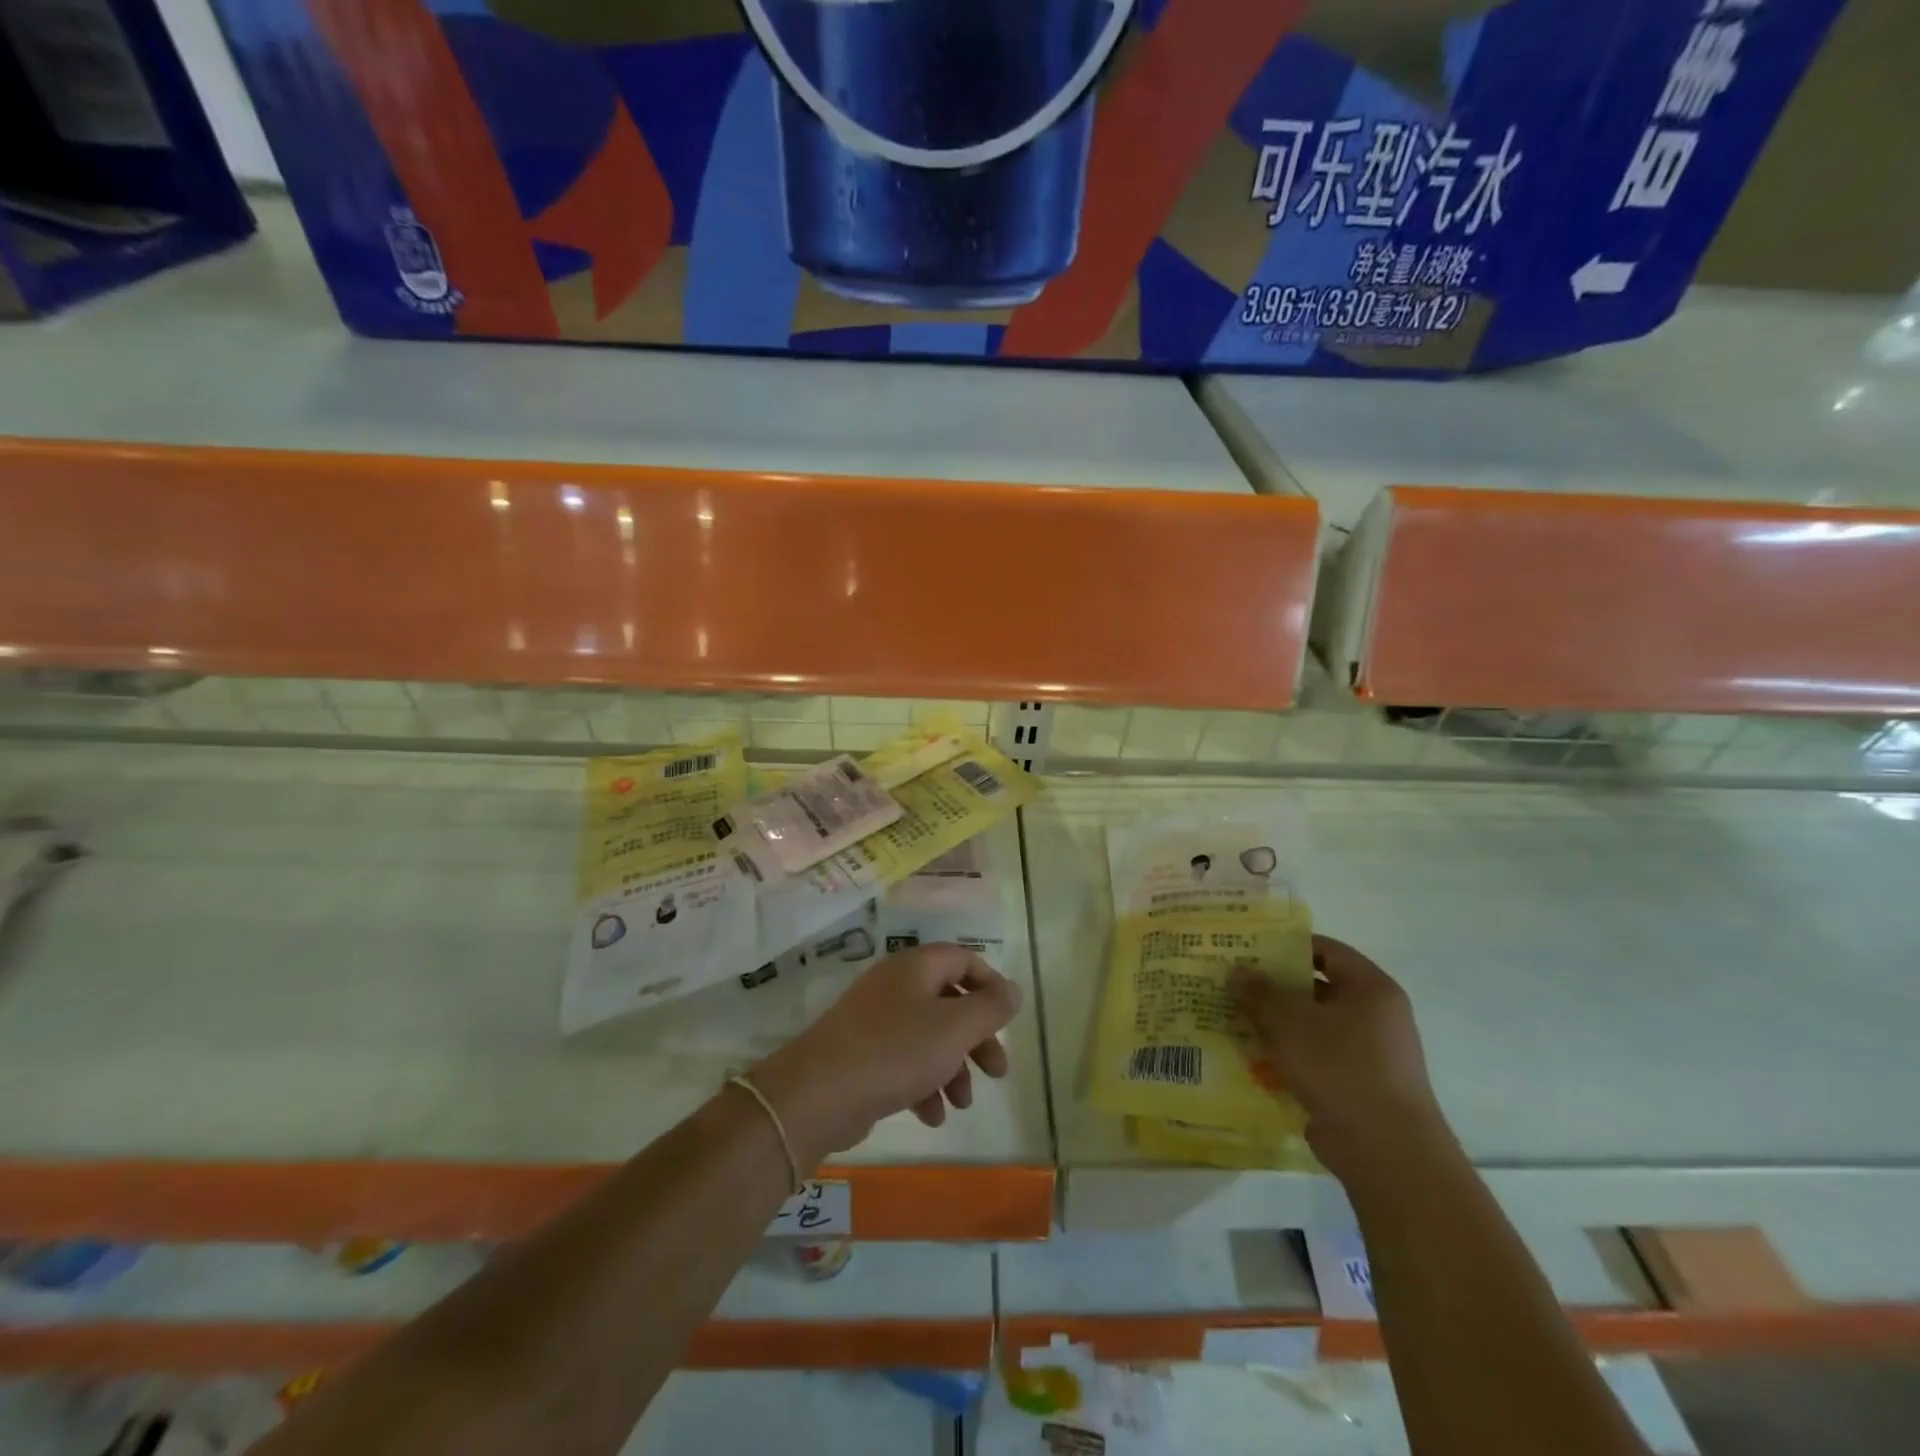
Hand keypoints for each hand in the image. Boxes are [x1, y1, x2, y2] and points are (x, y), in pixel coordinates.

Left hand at [751, 943, 1022, 1166]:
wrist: (818, 1094)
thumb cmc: (895, 1051)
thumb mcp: (954, 1029)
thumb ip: (989, 1008)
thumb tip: (1012, 990)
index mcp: (916, 967)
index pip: (963, 959)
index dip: (990, 985)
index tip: (1007, 1018)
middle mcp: (895, 986)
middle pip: (949, 1002)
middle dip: (977, 1038)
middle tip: (997, 1071)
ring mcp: (875, 1020)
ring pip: (929, 1036)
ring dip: (953, 1067)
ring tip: (963, 1103)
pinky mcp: (862, 1054)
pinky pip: (904, 1061)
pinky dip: (924, 1084)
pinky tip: (932, 1116)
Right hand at [1230, 934, 1450, 1178]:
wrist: (1387, 1153)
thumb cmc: (1342, 1069)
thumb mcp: (1291, 1022)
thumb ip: (1260, 992)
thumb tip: (1236, 971)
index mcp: (1371, 989)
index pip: (1326, 951)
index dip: (1287, 946)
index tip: (1248, 949)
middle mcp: (1375, 1017)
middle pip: (1316, 989)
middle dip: (1274, 988)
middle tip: (1232, 985)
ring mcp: (1368, 1055)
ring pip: (1312, 1027)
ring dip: (1275, 1025)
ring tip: (1232, 1020)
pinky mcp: (1356, 1087)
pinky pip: (1315, 1060)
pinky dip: (1287, 1057)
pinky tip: (1251, 1059)